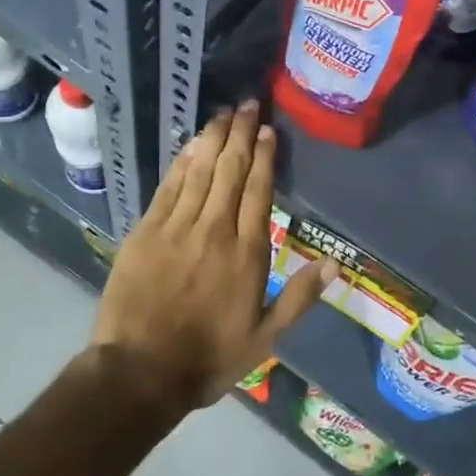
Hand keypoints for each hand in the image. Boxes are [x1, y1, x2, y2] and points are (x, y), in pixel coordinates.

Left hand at [91, 101, 336, 410]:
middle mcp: (215, 230)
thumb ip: (300, 297)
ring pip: (200, 171)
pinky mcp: (147, 230)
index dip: (264, 156)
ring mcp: (178, 227)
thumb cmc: (208, 358)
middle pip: (231, 170)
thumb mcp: (265, 338)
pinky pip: (169, 186)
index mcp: (247, 253)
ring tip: (224, 112)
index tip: (267, 129)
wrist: (140, 372)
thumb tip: (336, 264)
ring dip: (213, 138)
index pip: (259, 190)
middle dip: (240, 134)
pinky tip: (191, 143)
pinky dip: (182, 161)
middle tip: (247, 104)